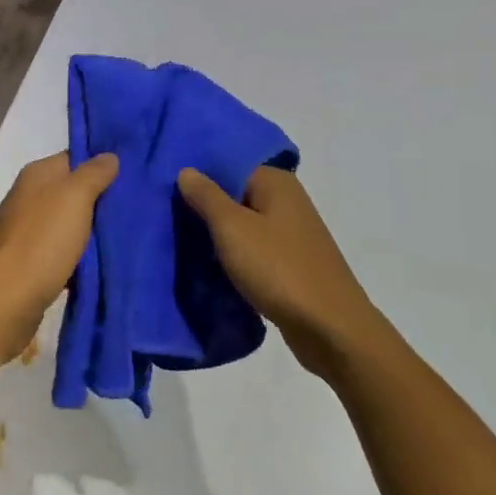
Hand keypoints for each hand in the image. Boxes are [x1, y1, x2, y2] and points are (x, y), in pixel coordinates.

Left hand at [0, 151, 118, 369]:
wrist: (2, 304)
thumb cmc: (41, 243)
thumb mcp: (74, 198)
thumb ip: (94, 173)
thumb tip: (109, 156)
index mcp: (37, 175)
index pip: (76, 158)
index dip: (104, 165)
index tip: (135, 176)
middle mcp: (29, 197)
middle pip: (74, 191)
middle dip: (102, 201)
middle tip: (139, 208)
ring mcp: (26, 231)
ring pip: (70, 224)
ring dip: (93, 232)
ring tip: (128, 237)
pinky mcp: (28, 263)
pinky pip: (62, 252)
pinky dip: (80, 257)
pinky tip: (102, 265)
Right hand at [177, 166, 383, 377]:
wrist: (330, 329)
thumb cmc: (279, 269)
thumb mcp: (233, 228)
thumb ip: (207, 197)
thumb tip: (187, 170)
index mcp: (276, 183)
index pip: (228, 165)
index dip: (198, 176)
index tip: (165, 189)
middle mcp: (287, 201)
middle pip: (236, 195)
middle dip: (204, 208)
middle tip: (166, 218)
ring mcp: (292, 234)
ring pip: (244, 225)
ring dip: (218, 236)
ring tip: (180, 243)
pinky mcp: (291, 264)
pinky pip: (254, 251)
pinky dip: (234, 257)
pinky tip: (210, 267)